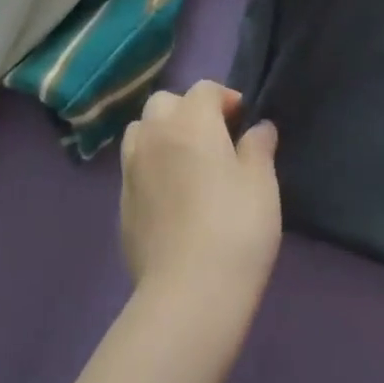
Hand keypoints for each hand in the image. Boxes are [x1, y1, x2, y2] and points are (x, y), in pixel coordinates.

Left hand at [119, 81, 279, 308]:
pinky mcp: (121, 202)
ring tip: (186, 162)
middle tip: (214, 139)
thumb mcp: (262, 184)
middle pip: (165, 102)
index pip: (204, 89)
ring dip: (161, 134)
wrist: (188, 293)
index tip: (243, 122)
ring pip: (142, 130)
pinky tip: (170, 197)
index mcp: (190, 121)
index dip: (225, 99)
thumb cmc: (235, 228)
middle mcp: (154, 133)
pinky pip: (134, 167)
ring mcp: (132, 167)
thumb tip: (258, 128)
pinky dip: (150, 167)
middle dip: (188, 110)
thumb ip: (258, 148)